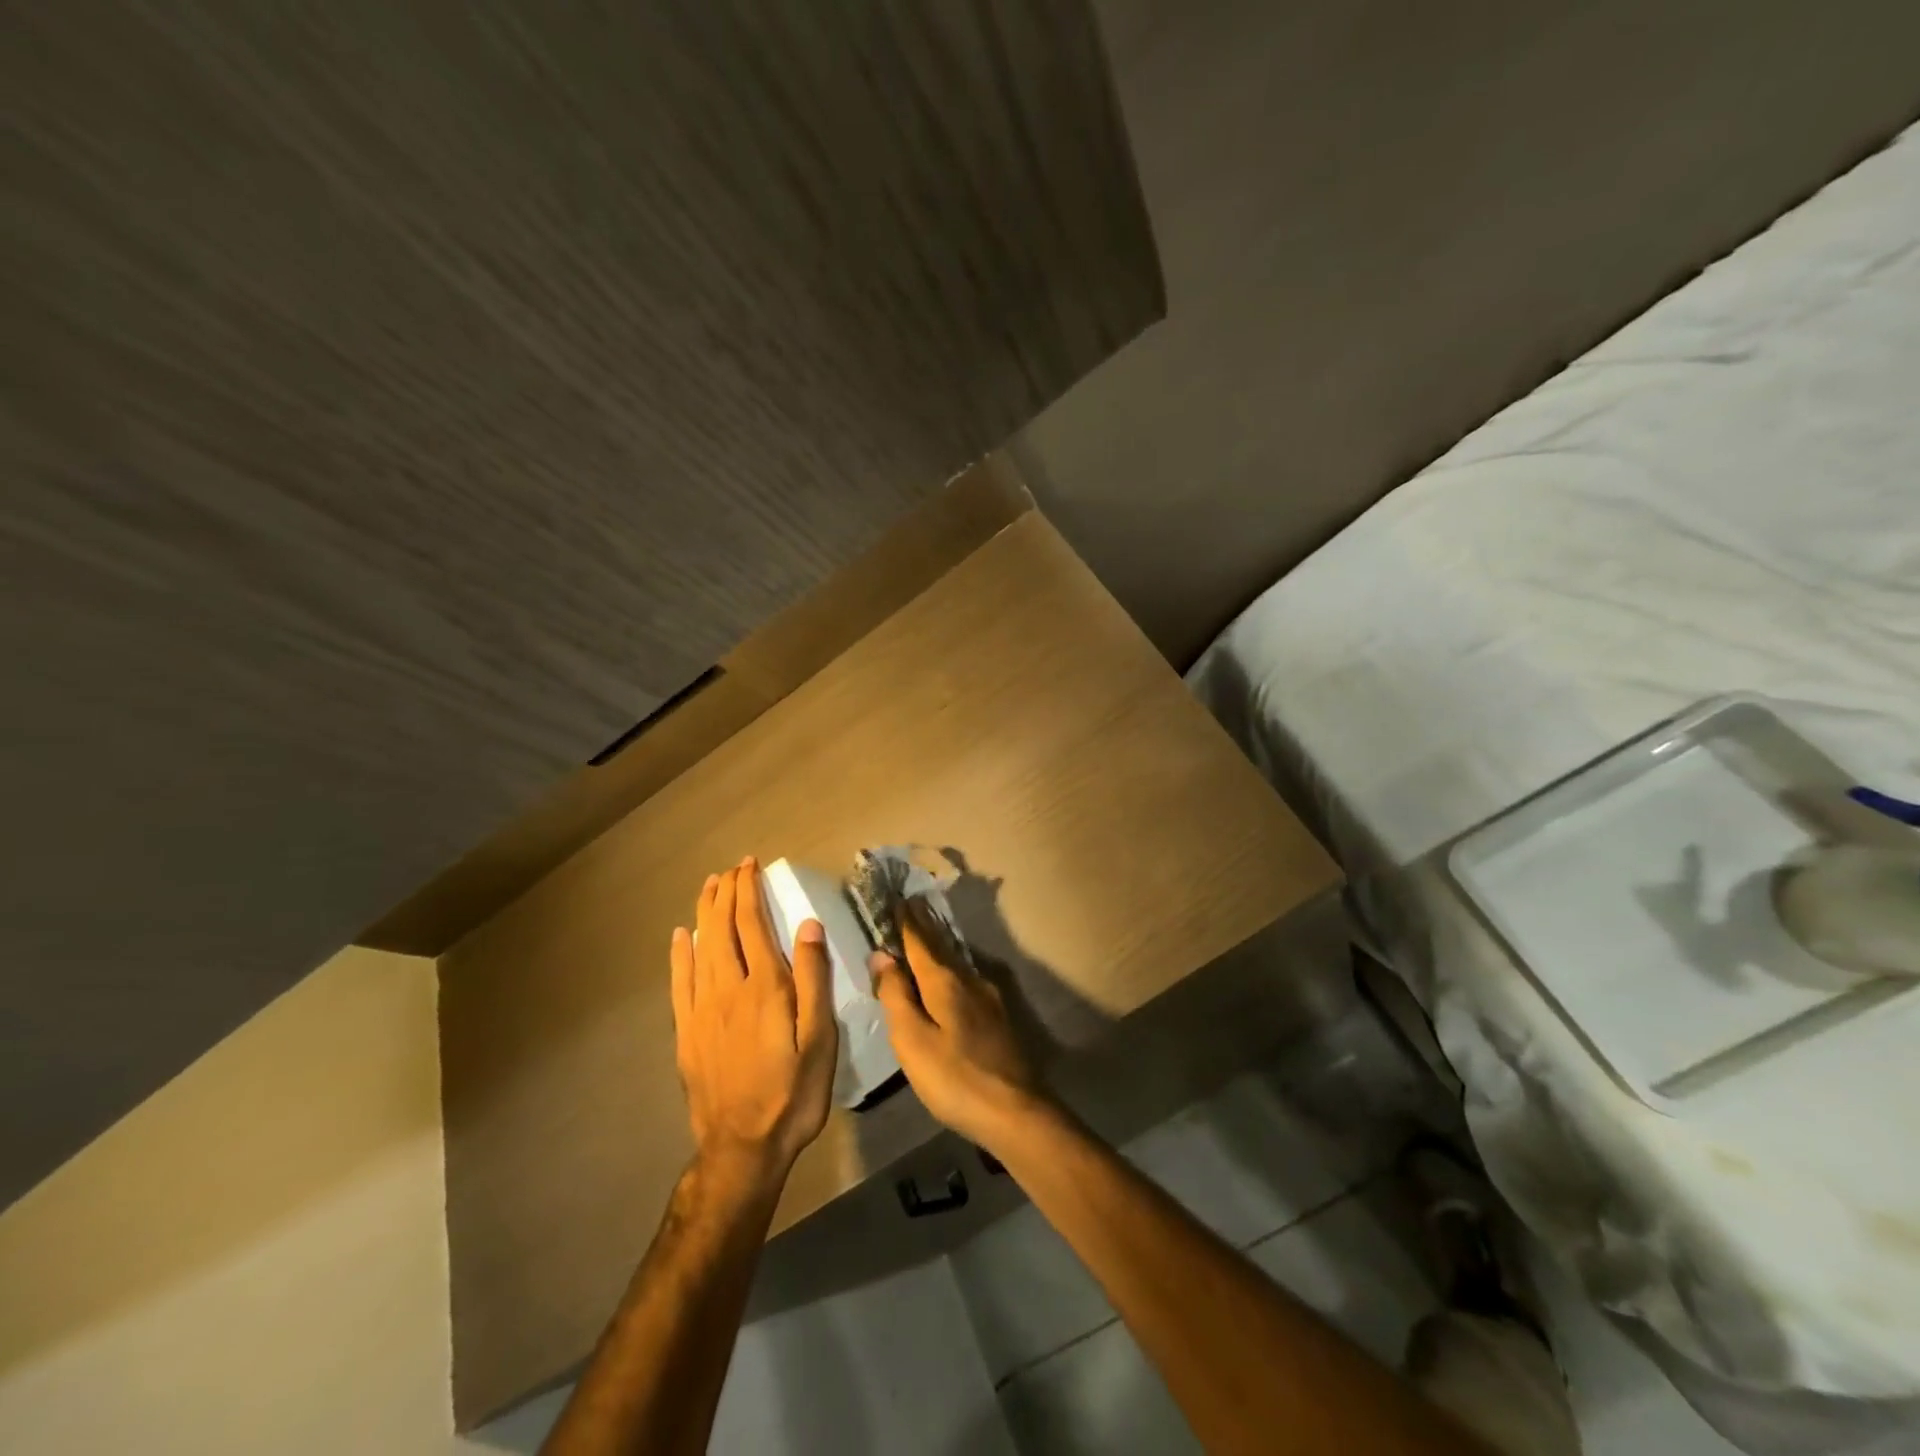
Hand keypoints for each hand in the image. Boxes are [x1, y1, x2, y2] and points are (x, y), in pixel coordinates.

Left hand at [671, 860, 837, 1195]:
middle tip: (732, 868)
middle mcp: (729, 988)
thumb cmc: (793, 1092)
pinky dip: (680, 954)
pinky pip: (680, 982)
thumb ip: (814, 979)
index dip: (750, 890)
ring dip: (705, 913)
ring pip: (701, 948)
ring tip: (709, 886)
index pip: (753, 924)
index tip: (750, 865)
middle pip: (724, 929)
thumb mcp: (820, 1038)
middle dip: (727, 893)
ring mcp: (703, 1010)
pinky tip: (682, 937)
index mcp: (765, 986)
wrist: (743, 1147)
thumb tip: (807, 925)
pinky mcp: (687, 1032)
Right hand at [869, 903, 1047, 1149]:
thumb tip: (882, 955)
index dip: (906, 921)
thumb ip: (896, 996)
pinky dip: (951, 967)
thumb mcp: (912, 1040)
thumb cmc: (954, 1078)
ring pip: (956, 962)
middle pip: (941, 947)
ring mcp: (988, 999)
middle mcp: (969, 980)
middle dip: (924, 926)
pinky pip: (966, 979)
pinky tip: (951, 975)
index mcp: (945, 982)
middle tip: (912, 903)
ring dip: (939, 945)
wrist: (1016, 1112)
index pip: (920, 942)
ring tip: (926, 933)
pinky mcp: (998, 1018)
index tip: (897, 898)